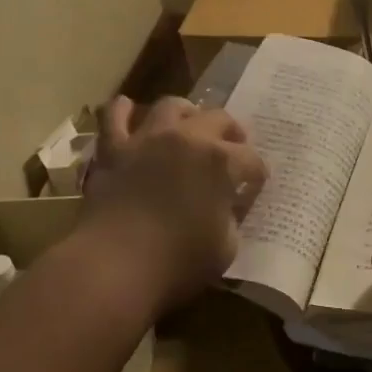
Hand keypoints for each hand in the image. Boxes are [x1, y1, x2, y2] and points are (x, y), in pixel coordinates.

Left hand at [79, 95, 266, 314]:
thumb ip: (231, 218)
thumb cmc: (177, 261)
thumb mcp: (225, 247)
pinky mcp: (114, 149)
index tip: (256, 185)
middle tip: (232, 148)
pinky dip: (122, 110)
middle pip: (219, 119)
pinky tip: (128, 110)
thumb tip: (226, 206)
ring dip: (186, 113)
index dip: (257, 174)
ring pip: (171, 106)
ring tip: (189, 125)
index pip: (252, 160)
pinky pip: (114, 116)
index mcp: (222, 161)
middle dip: (232, 133)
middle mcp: (188, 138)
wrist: (114, 265)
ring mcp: (148, 139)